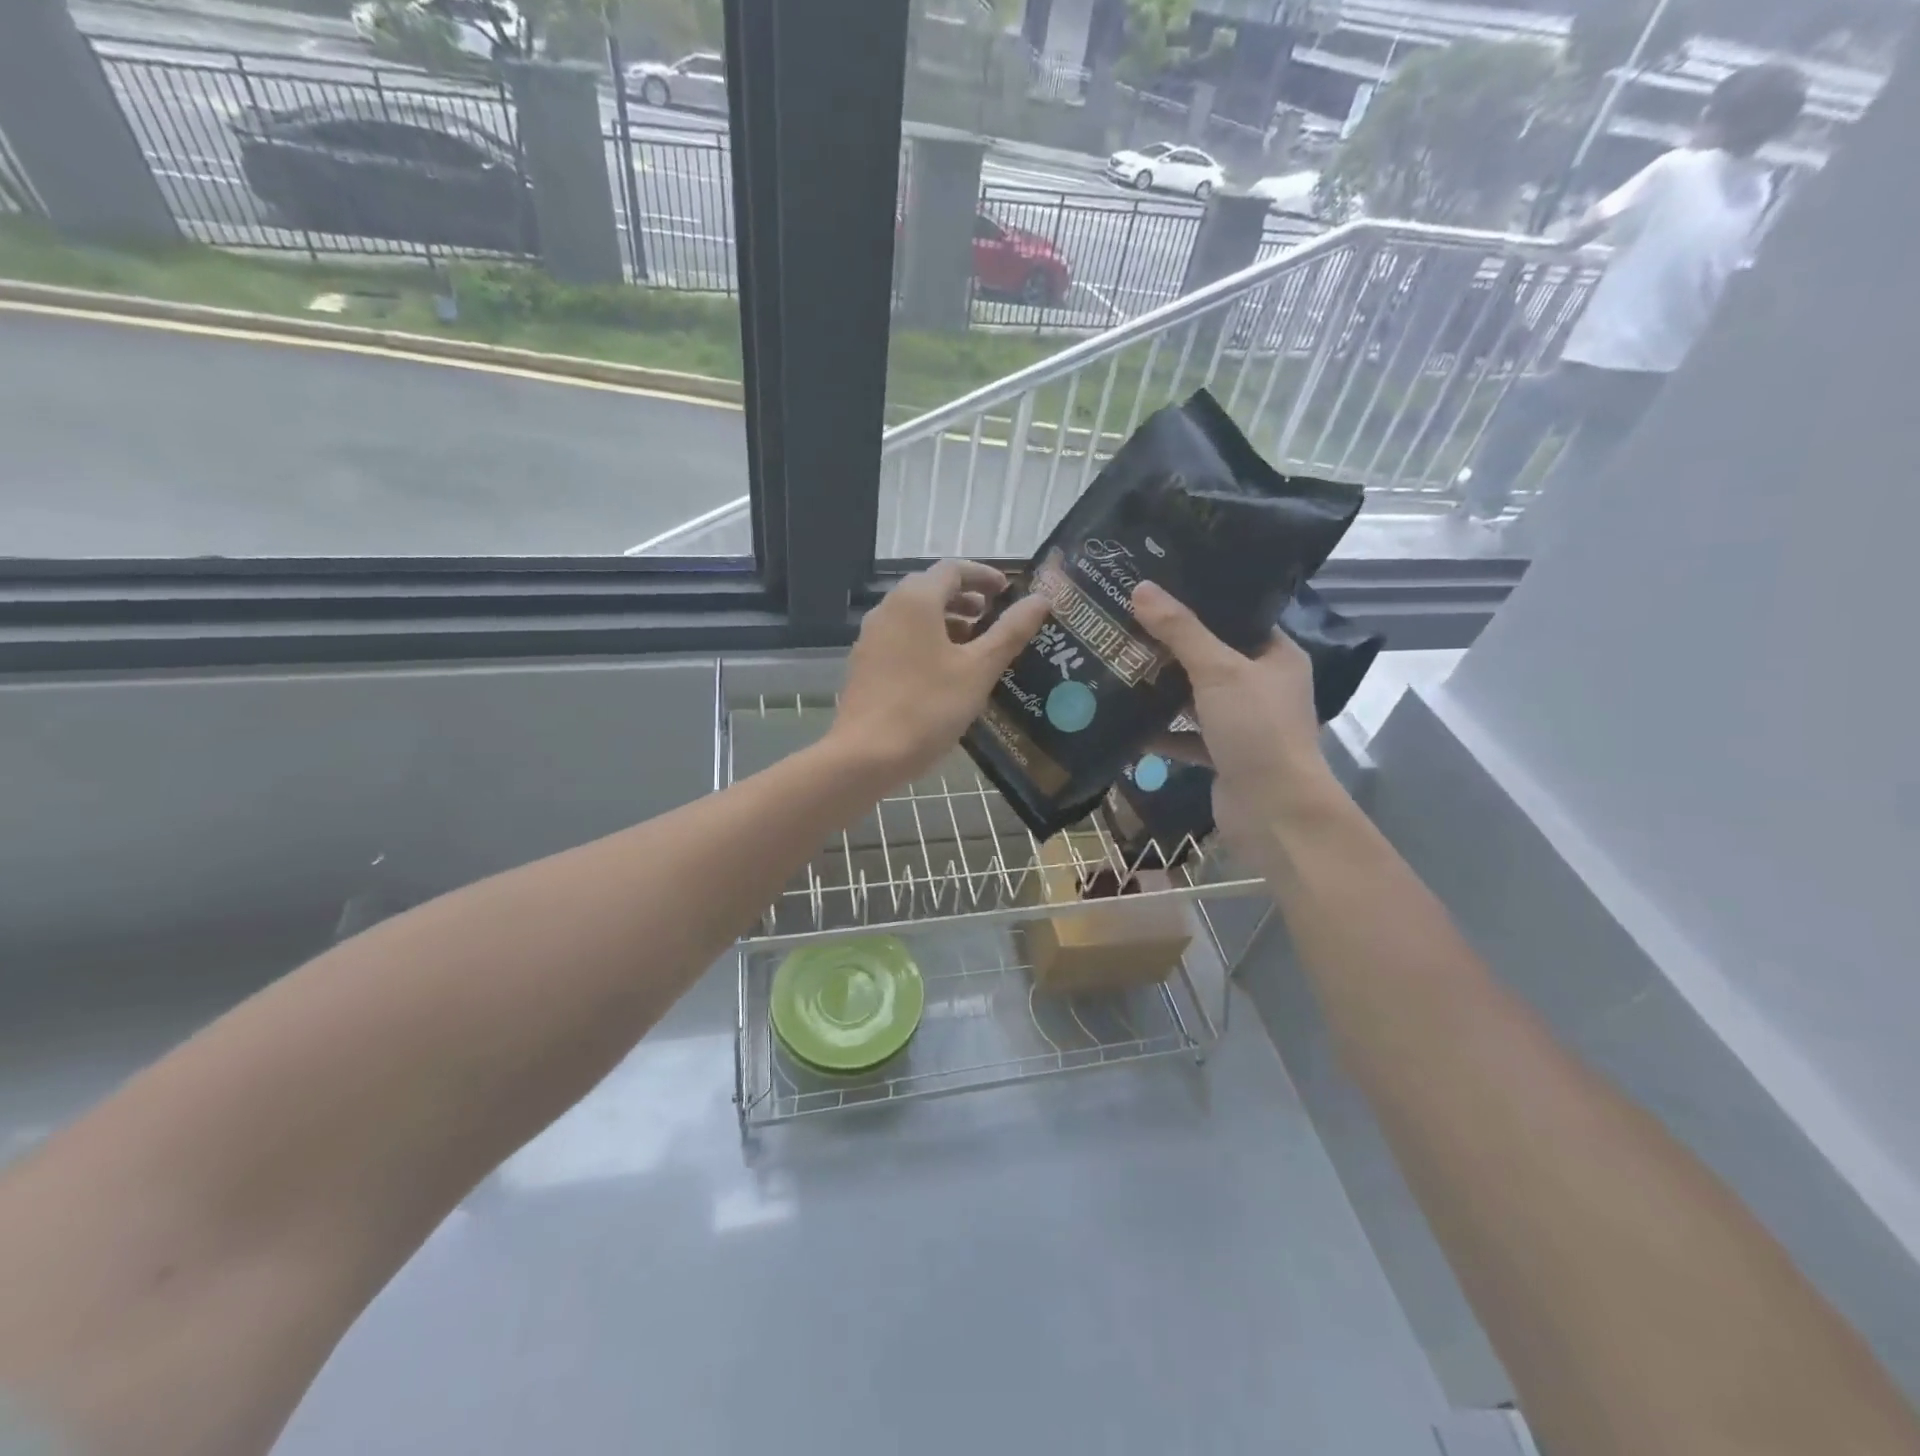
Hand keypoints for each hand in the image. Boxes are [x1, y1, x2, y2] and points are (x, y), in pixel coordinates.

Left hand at [832, 560, 1050, 784]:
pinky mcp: (865, 665)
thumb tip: (1040, 599)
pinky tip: (946, 673)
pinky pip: (902, 639)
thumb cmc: (927, 707)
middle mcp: (888, 609)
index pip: (953, 569)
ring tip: (976, 646)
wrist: (865, 755)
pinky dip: (928, 641)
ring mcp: (871, 638)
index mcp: (915, 600)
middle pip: (931, 589)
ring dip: (947, 622)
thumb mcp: (978, 670)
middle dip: (966, 599)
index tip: (1008, 592)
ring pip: (915, 616)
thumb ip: (1010, 632)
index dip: (984, 576)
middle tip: (995, 618)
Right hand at [1131, 581, 1339, 852]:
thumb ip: (1181, 631)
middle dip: (1170, 647)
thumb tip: (1142, 588)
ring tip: (1118, 665)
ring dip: (1162, 689)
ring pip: (1195, 697)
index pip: (1237, 618)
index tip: (1157, 590)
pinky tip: (1126, 723)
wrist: (1274, 812)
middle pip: (1210, 657)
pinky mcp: (1223, 755)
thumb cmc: (1256, 729)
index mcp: (1276, 656)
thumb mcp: (1218, 671)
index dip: (1199, 603)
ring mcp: (1243, 723)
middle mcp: (1262, 686)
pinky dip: (1161, 732)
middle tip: (1125, 624)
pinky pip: (1186, 736)